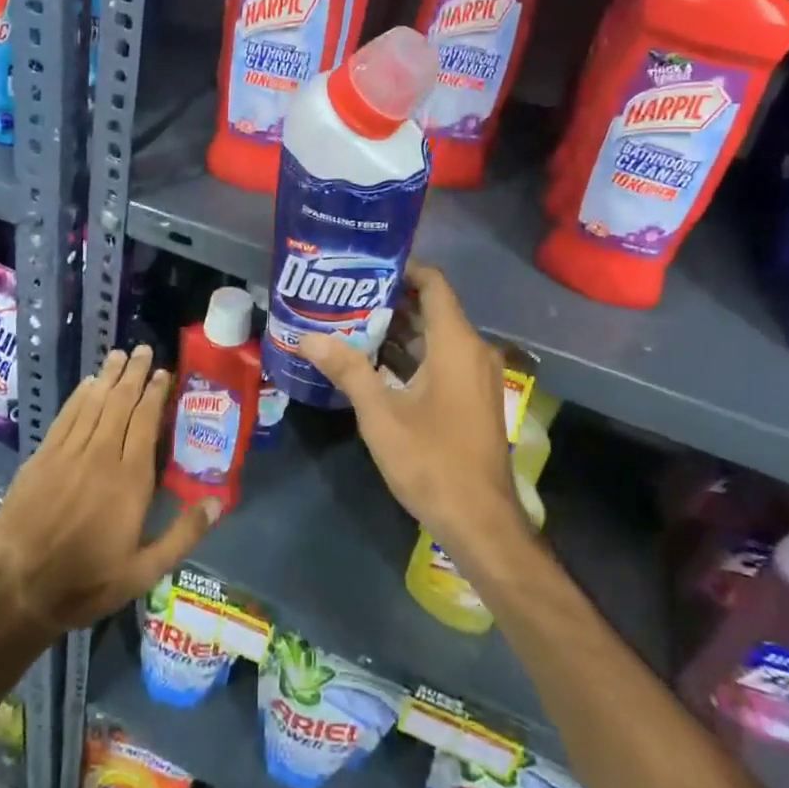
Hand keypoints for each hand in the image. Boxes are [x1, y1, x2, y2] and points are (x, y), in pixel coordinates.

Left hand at [0, 345, 218, 635]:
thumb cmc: (88, 582)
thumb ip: (183, 534)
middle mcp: (101, 455)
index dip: (155, 393)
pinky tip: (87, 384)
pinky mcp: (42, 458)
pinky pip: (66, 417)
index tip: (163, 373)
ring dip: (108, 377)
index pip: (146, 421)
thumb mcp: (145, 571)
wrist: (19, 590)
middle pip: (121, 403)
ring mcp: (68, 453)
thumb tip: (217, 501)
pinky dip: (79, 396)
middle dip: (134, 373)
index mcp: (131, 479)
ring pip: (94, 403)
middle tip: (144, 350)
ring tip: (120, 355)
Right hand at [299, 263, 527, 561]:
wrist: (481, 522)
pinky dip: (412, 355)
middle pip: (432, 308)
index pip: (434, 283)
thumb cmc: (432, 461)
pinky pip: (443, 359)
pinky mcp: (473, 398)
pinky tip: (375, 363)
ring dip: (399, 330)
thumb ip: (347, 370)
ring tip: (351, 323)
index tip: (365, 265)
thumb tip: (307, 337)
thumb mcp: (381, 415)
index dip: (403, 268)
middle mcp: (473, 350)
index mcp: (457, 344)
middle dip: (391, 300)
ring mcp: (477, 376)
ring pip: (436, 336)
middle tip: (345, 295)